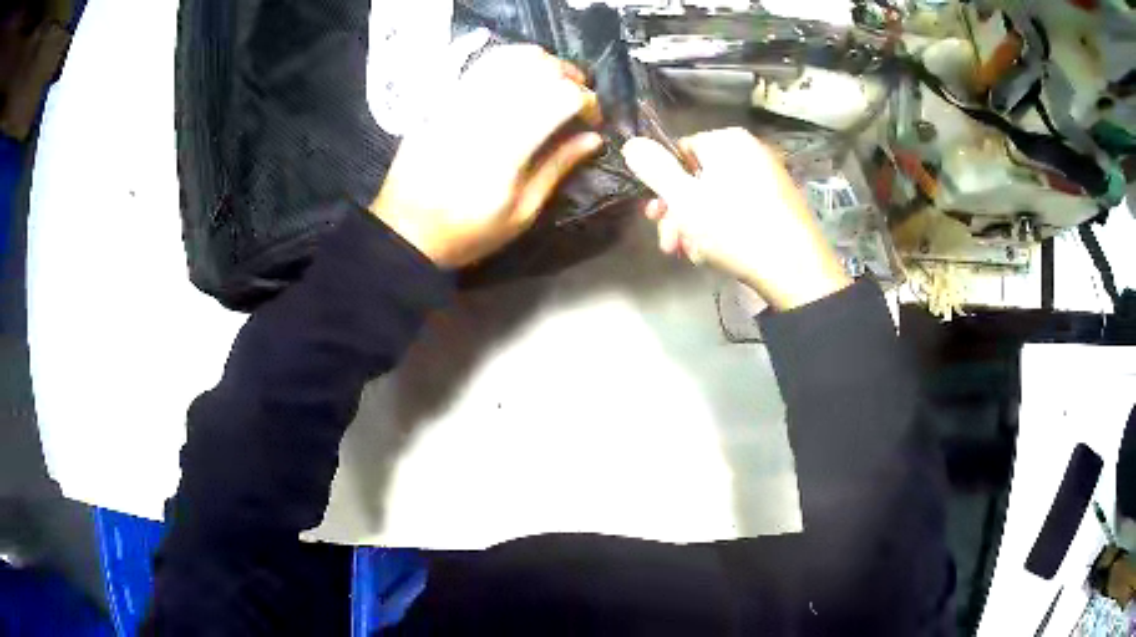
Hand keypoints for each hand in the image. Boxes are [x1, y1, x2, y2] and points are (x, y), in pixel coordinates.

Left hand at [370, 45, 602, 268]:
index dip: (587, 101)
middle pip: (540, 69)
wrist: (405, 231)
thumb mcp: (521, 214)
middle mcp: (485, 114)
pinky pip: (481, 63)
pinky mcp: (443, 99)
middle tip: (579, 97)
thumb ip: (558, 168)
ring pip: (511, 58)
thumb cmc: (467, 231)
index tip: (593, 120)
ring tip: (553, 81)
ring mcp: (460, 101)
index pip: (561, 97)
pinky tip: (521, 73)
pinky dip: (510, 58)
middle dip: (571, 76)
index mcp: (508, 149)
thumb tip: (593, 138)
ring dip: (543, 62)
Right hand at [621, 128, 850, 309]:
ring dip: (696, 227)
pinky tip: (717, 255)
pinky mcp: (780, 204)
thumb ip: (654, 169)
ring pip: (717, 198)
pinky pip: (740, 209)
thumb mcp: (685, 199)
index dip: (662, 186)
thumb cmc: (736, 229)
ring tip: (694, 256)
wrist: (797, 271)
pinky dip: (723, 229)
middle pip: (697, 178)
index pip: (679, 152)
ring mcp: (768, 177)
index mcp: (728, 141)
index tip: (655, 217)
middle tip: (670, 245)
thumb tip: (631, 142)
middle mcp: (750, 151)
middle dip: (678, 214)